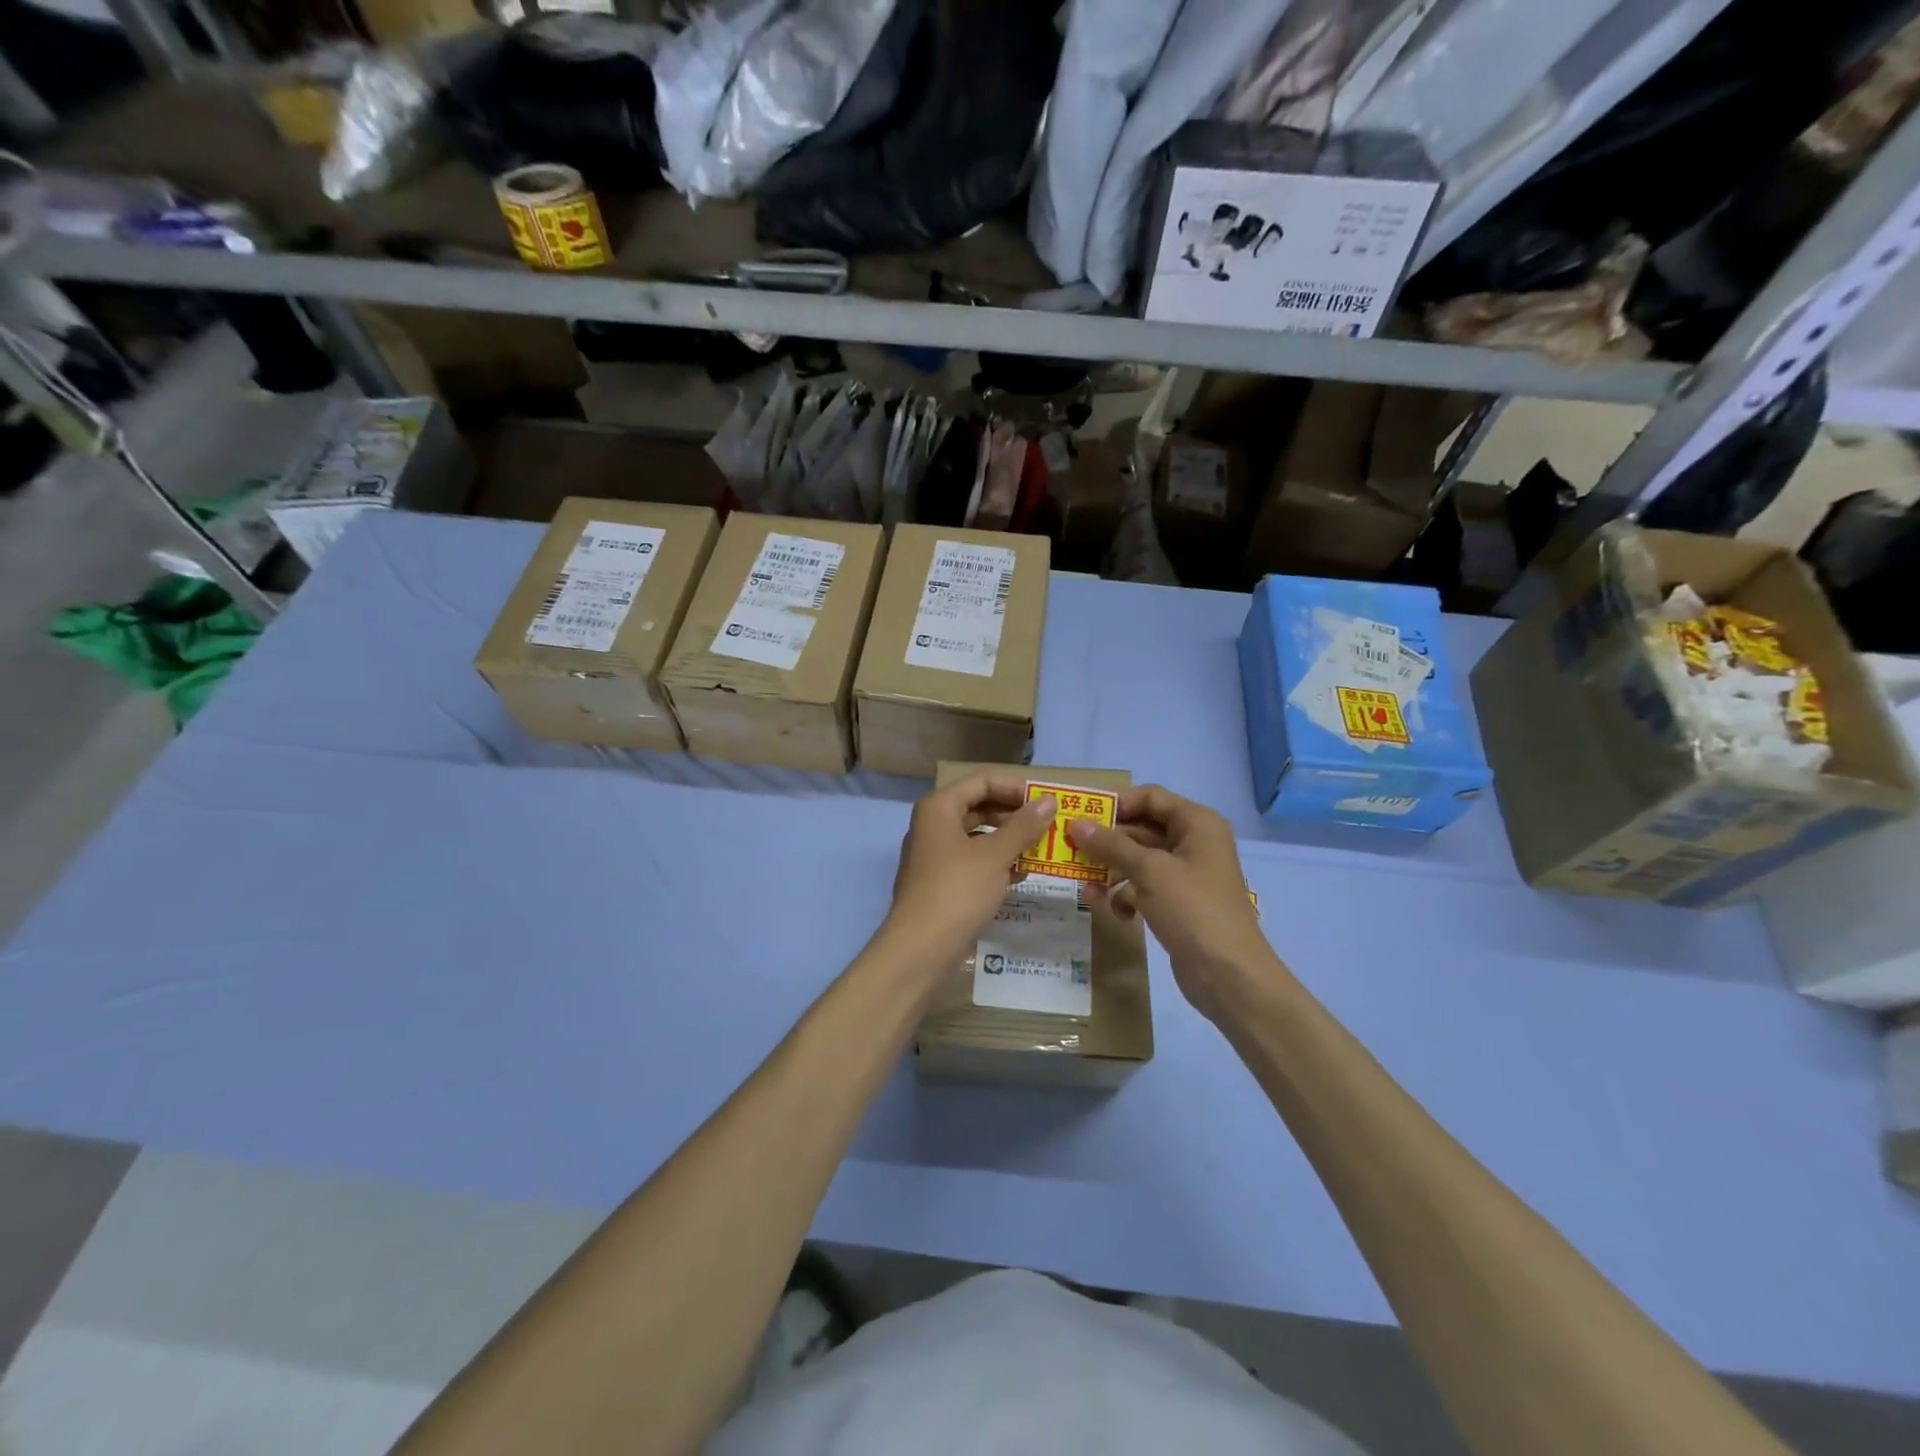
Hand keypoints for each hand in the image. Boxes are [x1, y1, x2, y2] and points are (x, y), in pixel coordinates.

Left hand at [881, 774, 1055, 977]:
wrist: (920, 948)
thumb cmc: (957, 891)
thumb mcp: (995, 855)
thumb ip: (1023, 826)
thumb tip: (1049, 801)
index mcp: (939, 808)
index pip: (982, 781)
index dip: (1015, 788)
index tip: (1045, 802)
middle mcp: (932, 825)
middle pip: (979, 807)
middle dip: (1014, 815)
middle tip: (1048, 826)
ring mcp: (934, 855)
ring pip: (978, 836)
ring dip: (1009, 840)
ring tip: (1041, 849)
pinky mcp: (940, 882)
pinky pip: (973, 861)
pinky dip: (996, 863)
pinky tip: (1022, 874)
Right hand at [1066, 786, 1282, 1017]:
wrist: (1228, 974)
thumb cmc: (1192, 909)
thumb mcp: (1149, 871)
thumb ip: (1111, 845)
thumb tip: (1076, 824)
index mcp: (1196, 823)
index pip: (1150, 797)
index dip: (1116, 803)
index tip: (1081, 816)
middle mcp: (1193, 842)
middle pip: (1141, 829)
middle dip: (1107, 842)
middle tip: (1071, 849)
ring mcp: (1186, 874)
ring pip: (1139, 860)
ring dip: (1112, 872)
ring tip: (1087, 888)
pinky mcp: (1178, 903)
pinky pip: (1144, 887)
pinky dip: (1127, 896)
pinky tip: (1116, 913)